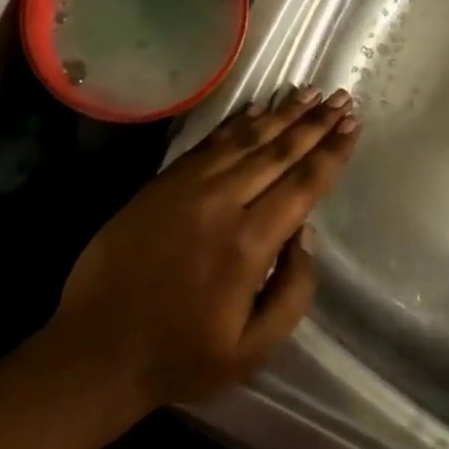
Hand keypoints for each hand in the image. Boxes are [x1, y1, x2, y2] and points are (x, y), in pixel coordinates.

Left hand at [44, 87, 359, 412]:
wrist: (96, 349)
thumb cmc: (181, 356)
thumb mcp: (253, 349)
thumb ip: (293, 292)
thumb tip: (306, 234)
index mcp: (249, 244)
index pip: (303, 185)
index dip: (331, 152)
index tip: (352, 124)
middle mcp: (222, 203)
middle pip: (278, 151)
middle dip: (314, 123)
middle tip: (341, 98)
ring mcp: (188, 187)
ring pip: (245, 139)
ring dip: (281, 113)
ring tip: (309, 91)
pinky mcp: (163, 183)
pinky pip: (209, 143)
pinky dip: (237, 122)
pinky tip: (257, 108)